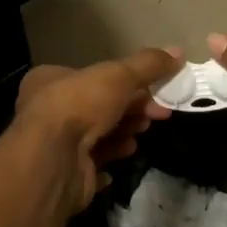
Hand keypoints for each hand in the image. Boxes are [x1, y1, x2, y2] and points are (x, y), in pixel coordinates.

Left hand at [11, 48, 180, 218]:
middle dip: (130, 111)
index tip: (155, 91)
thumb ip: (148, 65)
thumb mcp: (119, 75)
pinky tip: (124, 157)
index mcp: (50, 80)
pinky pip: (91, 166)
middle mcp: (47, 112)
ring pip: (97, 137)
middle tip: (156, 115)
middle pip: (98, 108)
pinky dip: (109, 161)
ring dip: (122, 135)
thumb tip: (178, 52)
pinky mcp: (65, 174)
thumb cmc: (80, 105)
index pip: (92, 78)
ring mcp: (55, 146)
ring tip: (139, 136)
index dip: (126, 83)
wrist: (54, 160)